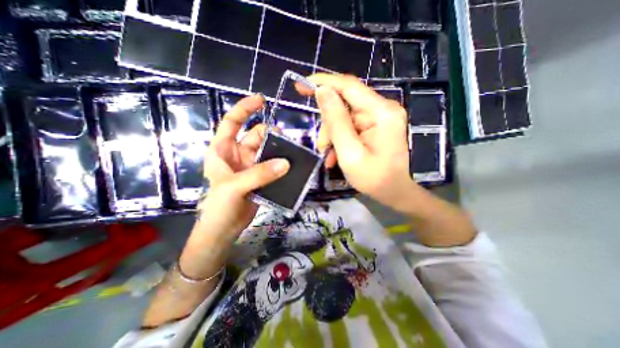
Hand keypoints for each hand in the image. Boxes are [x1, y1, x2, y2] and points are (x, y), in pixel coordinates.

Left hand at [178, 93, 288, 277]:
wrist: (224, 230)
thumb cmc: (219, 207)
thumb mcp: (235, 187)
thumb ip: (260, 174)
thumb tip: (286, 163)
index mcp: (223, 150)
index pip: (232, 122)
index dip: (244, 108)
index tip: (261, 100)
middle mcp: (237, 154)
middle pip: (256, 135)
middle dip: (270, 134)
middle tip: (285, 142)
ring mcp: (250, 166)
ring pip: (267, 150)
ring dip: (278, 150)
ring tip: (292, 153)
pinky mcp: (260, 177)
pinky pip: (273, 165)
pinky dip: (281, 164)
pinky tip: (291, 165)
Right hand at [305, 73, 414, 206]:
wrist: (394, 192)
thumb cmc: (374, 178)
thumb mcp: (350, 153)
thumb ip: (336, 122)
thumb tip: (322, 91)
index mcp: (381, 113)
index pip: (349, 86)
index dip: (324, 82)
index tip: (302, 84)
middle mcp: (383, 109)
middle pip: (345, 104)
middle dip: (329, 125)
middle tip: (321, 146)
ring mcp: (380, 117)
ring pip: (344, 117)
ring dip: (332, 135)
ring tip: (328, 156)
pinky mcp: (376, 126)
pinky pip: (351, 126)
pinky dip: (340, 139)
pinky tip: (336, 155)